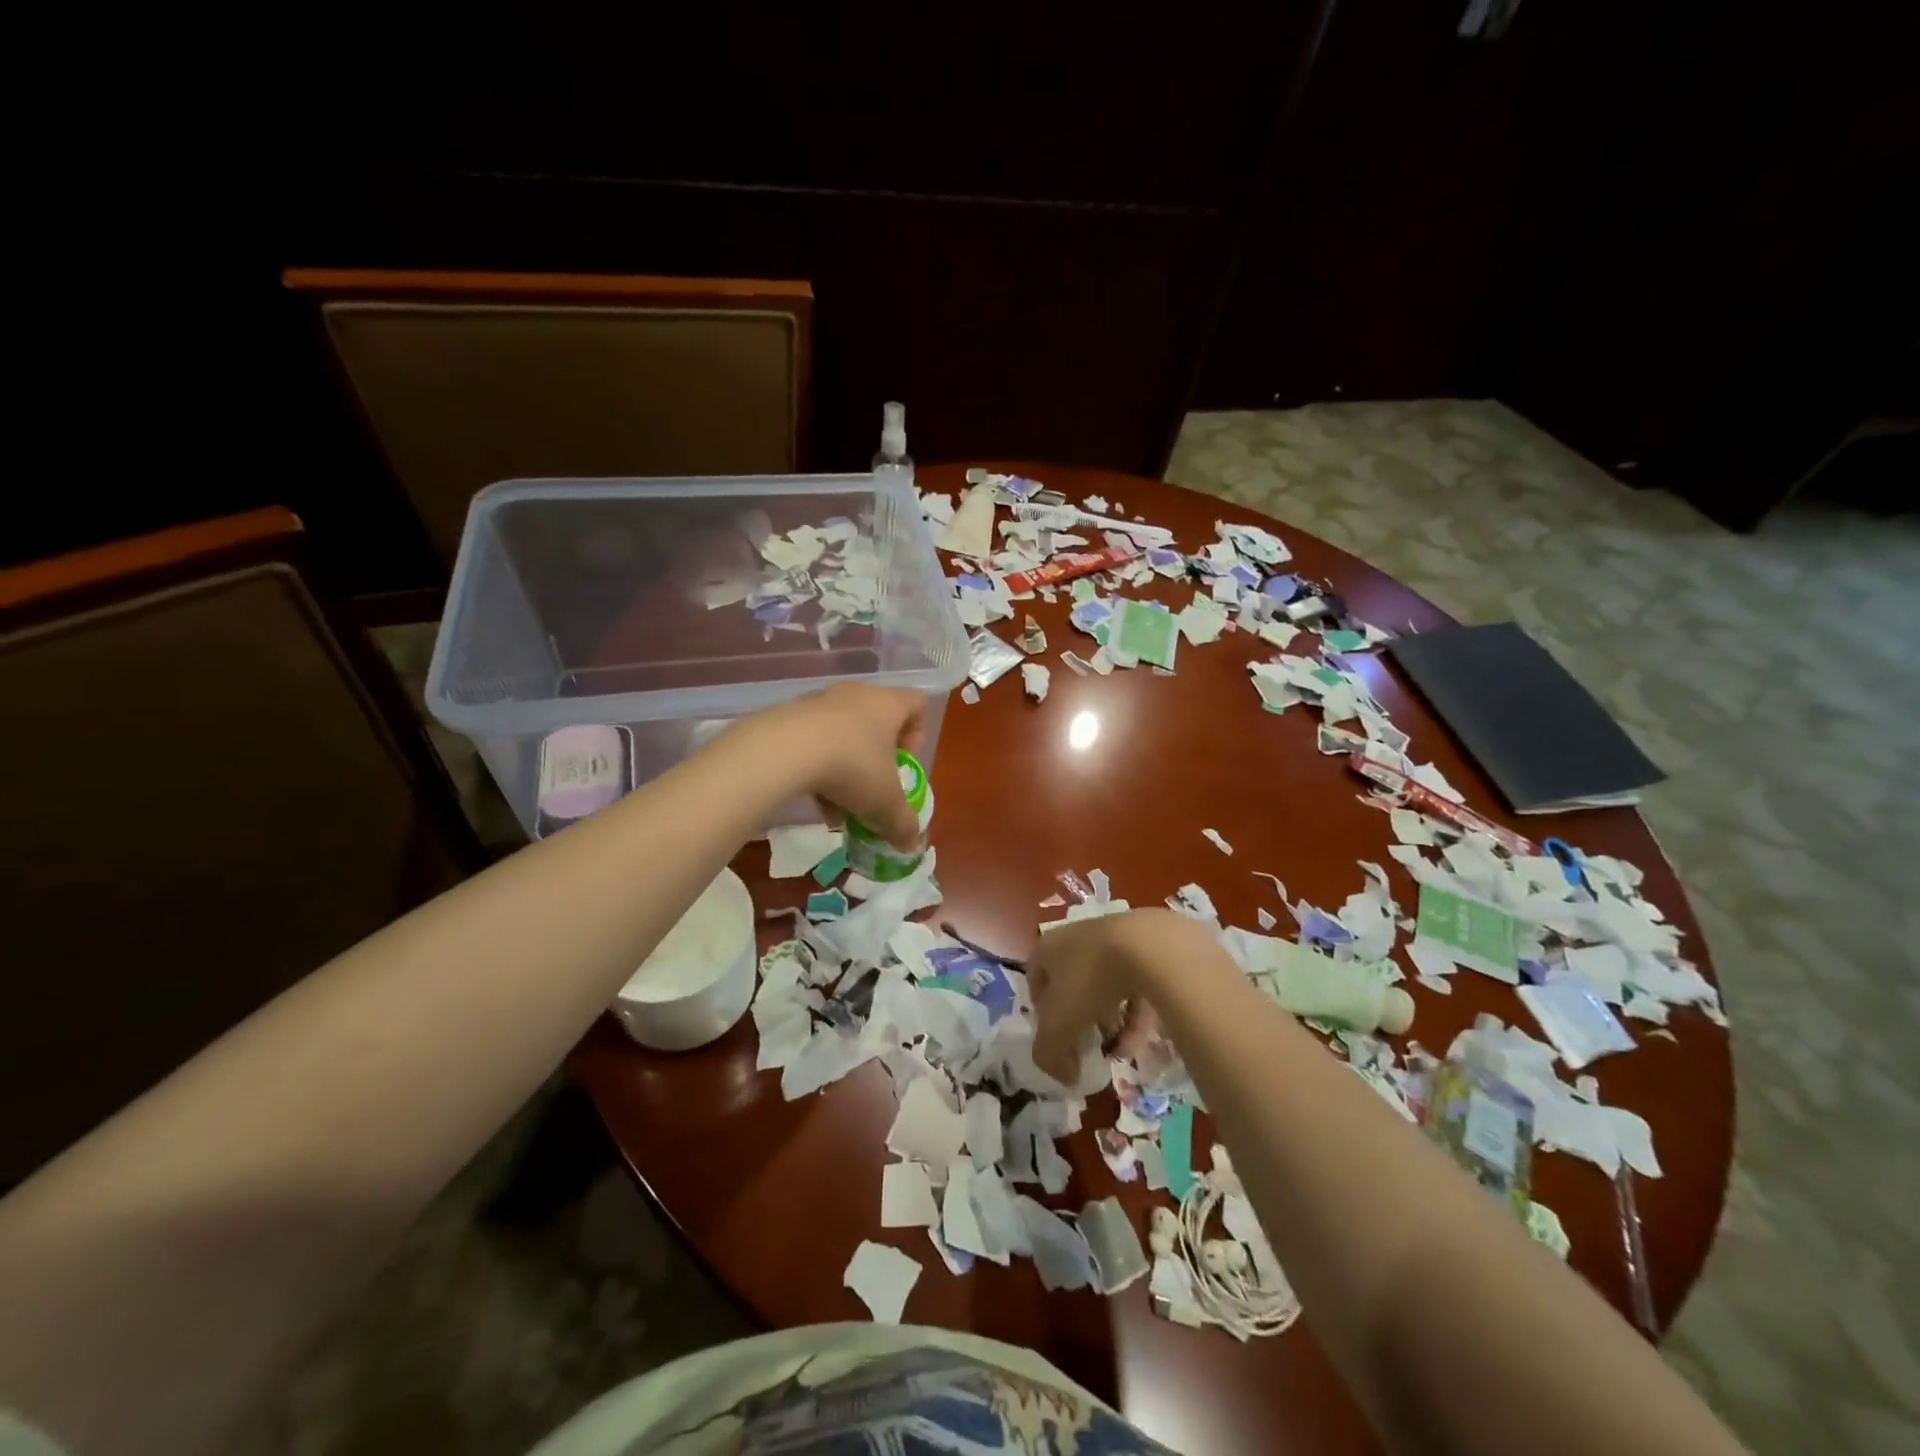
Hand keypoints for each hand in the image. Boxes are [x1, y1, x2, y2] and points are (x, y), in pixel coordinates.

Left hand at [747, 685, 927, 846]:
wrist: (783, 751)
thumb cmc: (852, 767)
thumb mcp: (885, 803)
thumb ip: (902, 823)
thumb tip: (911, 843)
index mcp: (888, 705)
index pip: (917, 704)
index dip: (918, 735)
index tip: (905, 764)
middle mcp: (856, 694)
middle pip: (876, 721)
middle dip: (876, 759)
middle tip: (872, 787)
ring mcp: (819, 701)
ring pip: (842, 734)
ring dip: (844, 766)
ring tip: (837, 804)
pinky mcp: (788, 715)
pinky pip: (812, 739)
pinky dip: (816, 765)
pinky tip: (811, 796)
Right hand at [1027, 909, 1208, 1082]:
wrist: (1147, 946)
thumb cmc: (1090, 980)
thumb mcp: (1058, 1026)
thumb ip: (1050, 1055)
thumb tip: (1063, 1076)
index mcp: (1048, 947)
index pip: (1037, 982)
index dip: (1043, 1015)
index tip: (1057, 1041)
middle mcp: (1077, 938)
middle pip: (1073, 984)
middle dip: (1081, 1020)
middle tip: (1090, 1046)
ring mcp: (1113, 938)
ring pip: (1106, 986)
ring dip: (1111, 1021)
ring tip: (1119, 1051)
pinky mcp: (1145, 946)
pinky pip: (1136, 985)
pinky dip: (1135, 1014)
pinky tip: (1140, 1041)